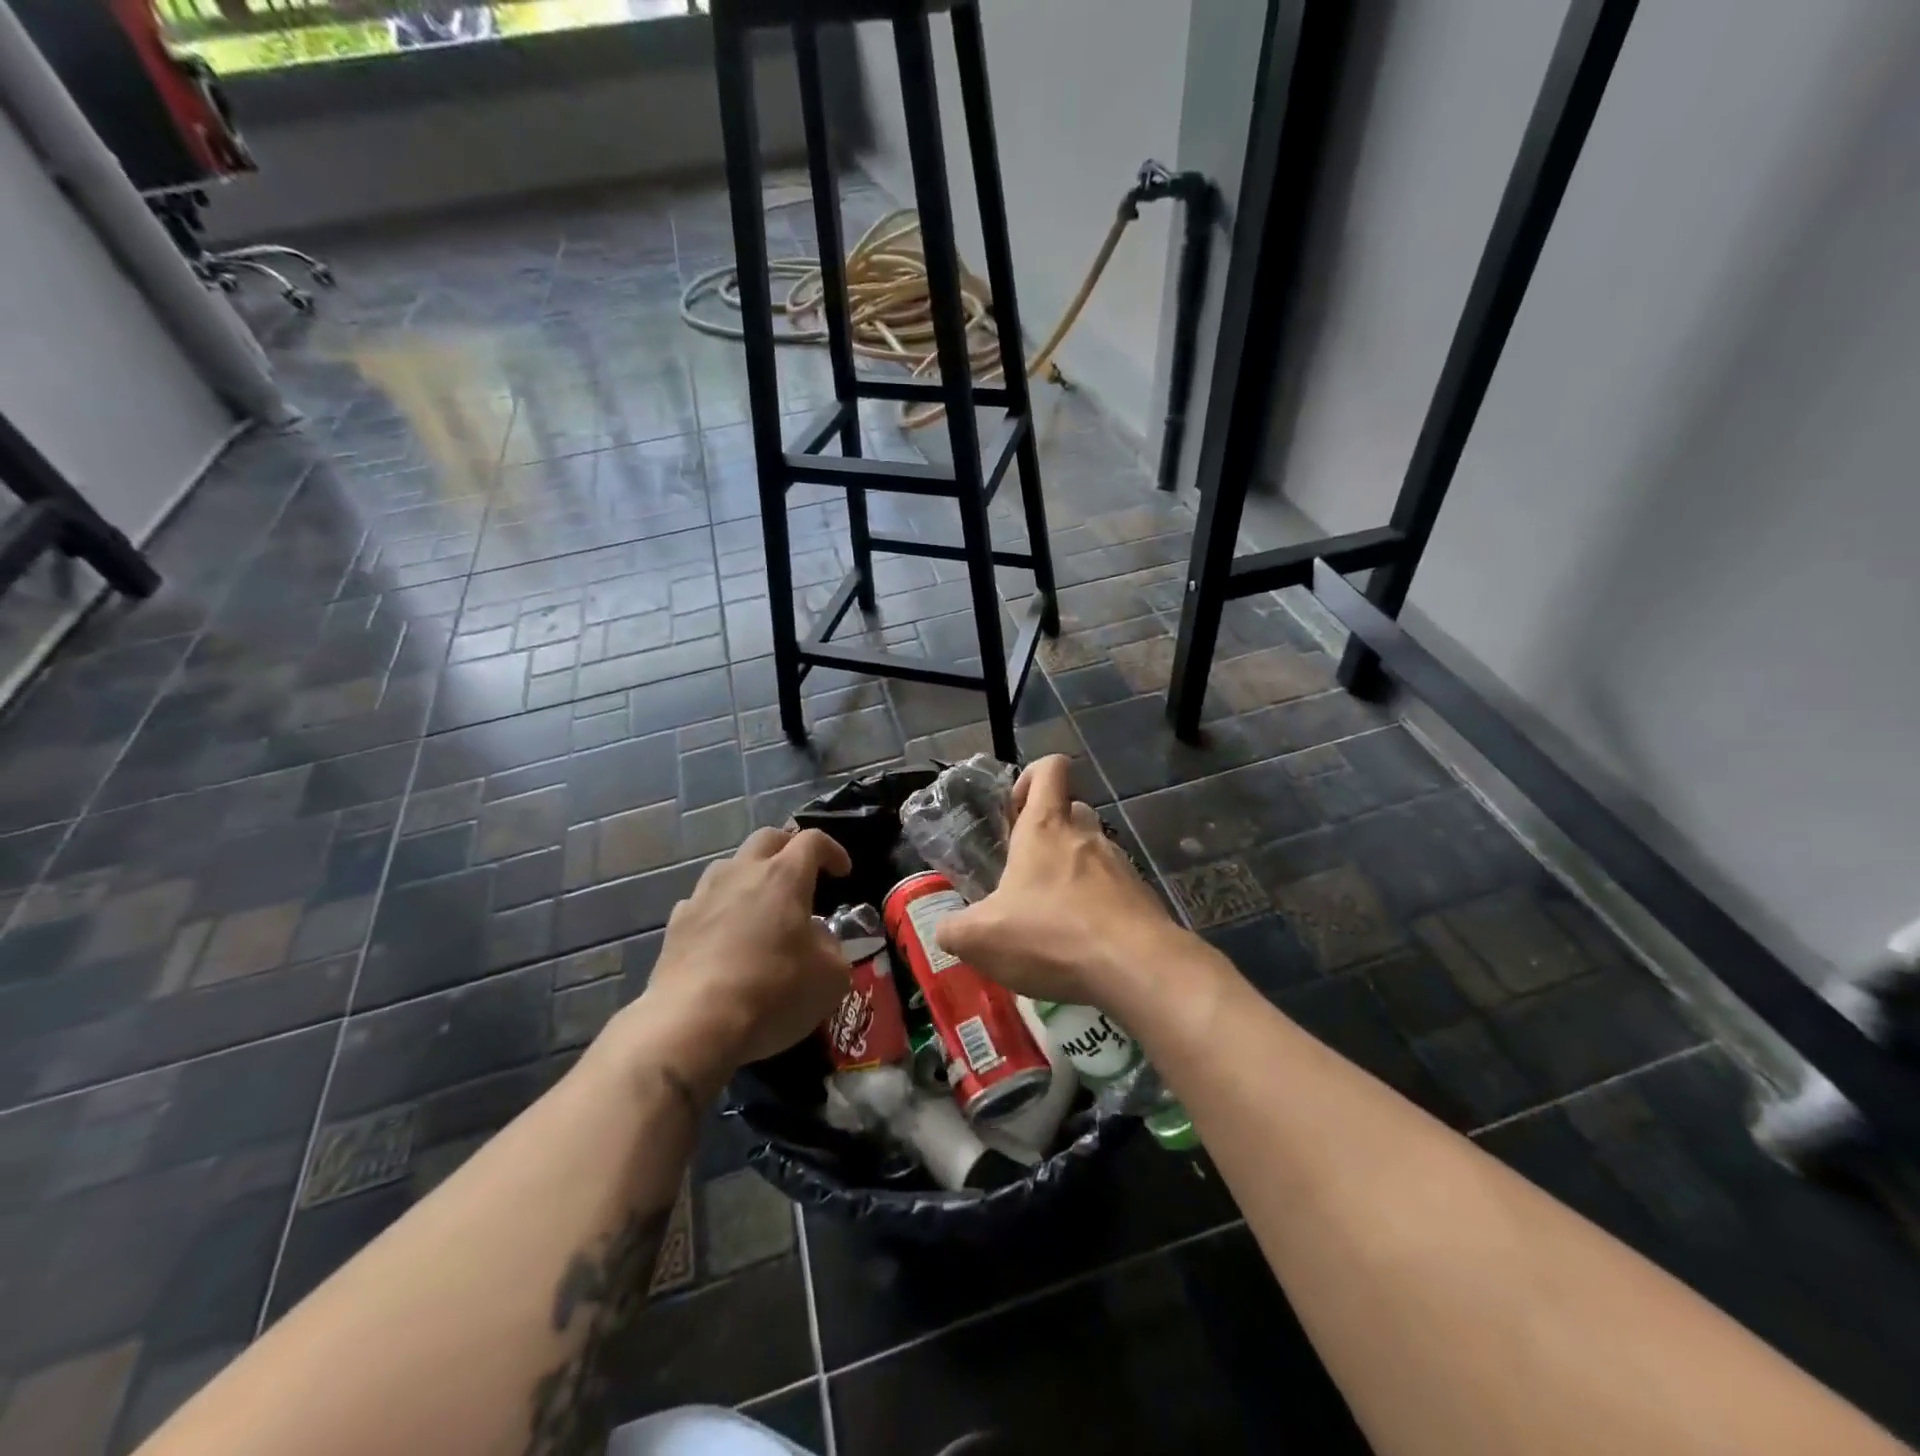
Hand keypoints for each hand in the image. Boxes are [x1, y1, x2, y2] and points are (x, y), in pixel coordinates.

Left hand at [606, 827, 852, 1095]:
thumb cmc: (773, 992)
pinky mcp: (676, 923)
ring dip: (751, 876)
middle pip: (767, 838)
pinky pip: (704, 901)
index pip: (813, 840)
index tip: (843, 872)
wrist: (693, 1025)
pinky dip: (721, 908)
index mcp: (784, 876)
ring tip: (761, 905)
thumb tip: (817, 938)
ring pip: (731, 865)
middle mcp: (742, 872)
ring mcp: (704, 895)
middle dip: (788, 848)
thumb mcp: (831, 976)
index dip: (833, 850)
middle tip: (802, 874)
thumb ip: (832, 946)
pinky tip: (726, 936)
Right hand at [935, 756, 1180, 1006]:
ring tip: (1052, 918)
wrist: (1135, 967)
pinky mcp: (1141, 897)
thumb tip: (946, 929)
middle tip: (1026, 871)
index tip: (1013, 810)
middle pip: (1072, 809)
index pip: (1050, 768)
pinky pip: (1113, 890)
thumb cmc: (1050, 935)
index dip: (1031, 776)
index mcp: (1045, 827)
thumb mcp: (980, 938)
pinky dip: (1095, 907)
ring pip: (1093, 852)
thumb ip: (954, 929)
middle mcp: (1086, 835)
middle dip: (1050, 831)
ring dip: (1072, 873)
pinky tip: (1081, 944)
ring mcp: (1119, 865)